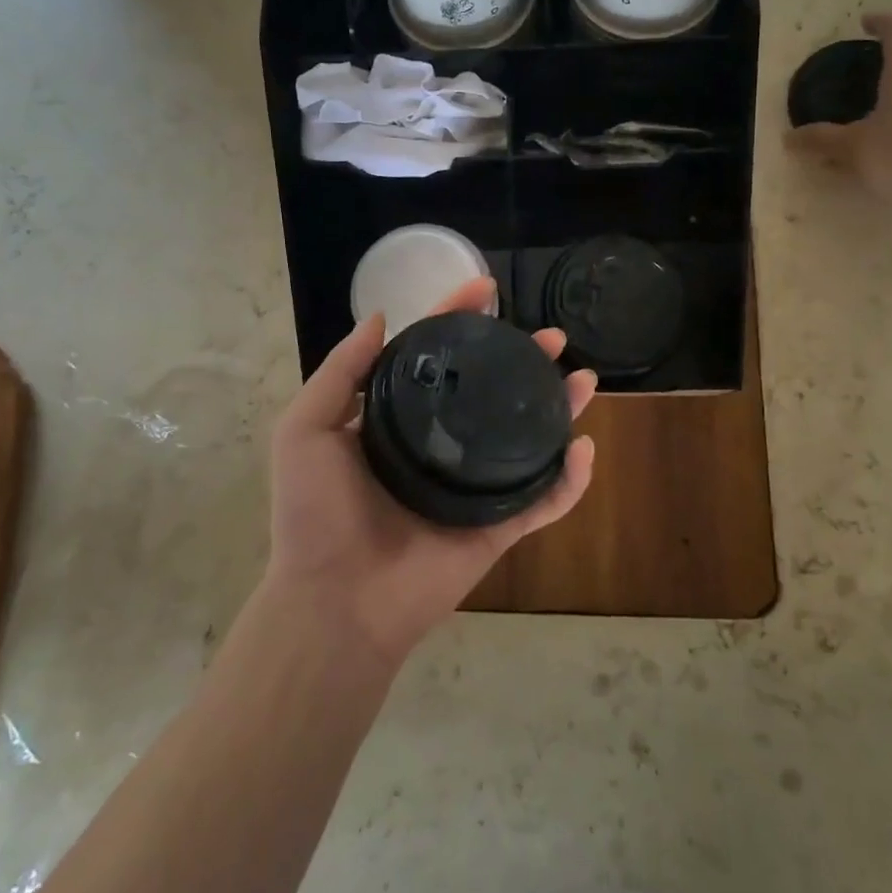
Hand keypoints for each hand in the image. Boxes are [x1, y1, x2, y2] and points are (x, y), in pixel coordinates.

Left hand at [265, 277, 596, 666]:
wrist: (334, 602)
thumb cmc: (314, 513)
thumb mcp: (307, 428)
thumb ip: (342, 371)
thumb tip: (380, 318)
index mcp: (396, 423)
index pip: (435, 358)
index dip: (458, 319)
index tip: (485, 290)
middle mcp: (438, 448)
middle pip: (490, 392)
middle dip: (522, 359)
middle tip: (551, 337)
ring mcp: (470, 489)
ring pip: (525, 440)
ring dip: (557, 408)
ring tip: (584, 379)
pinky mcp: (495, 529)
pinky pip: (542, 501)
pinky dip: (570, 480)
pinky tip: (585, 449)